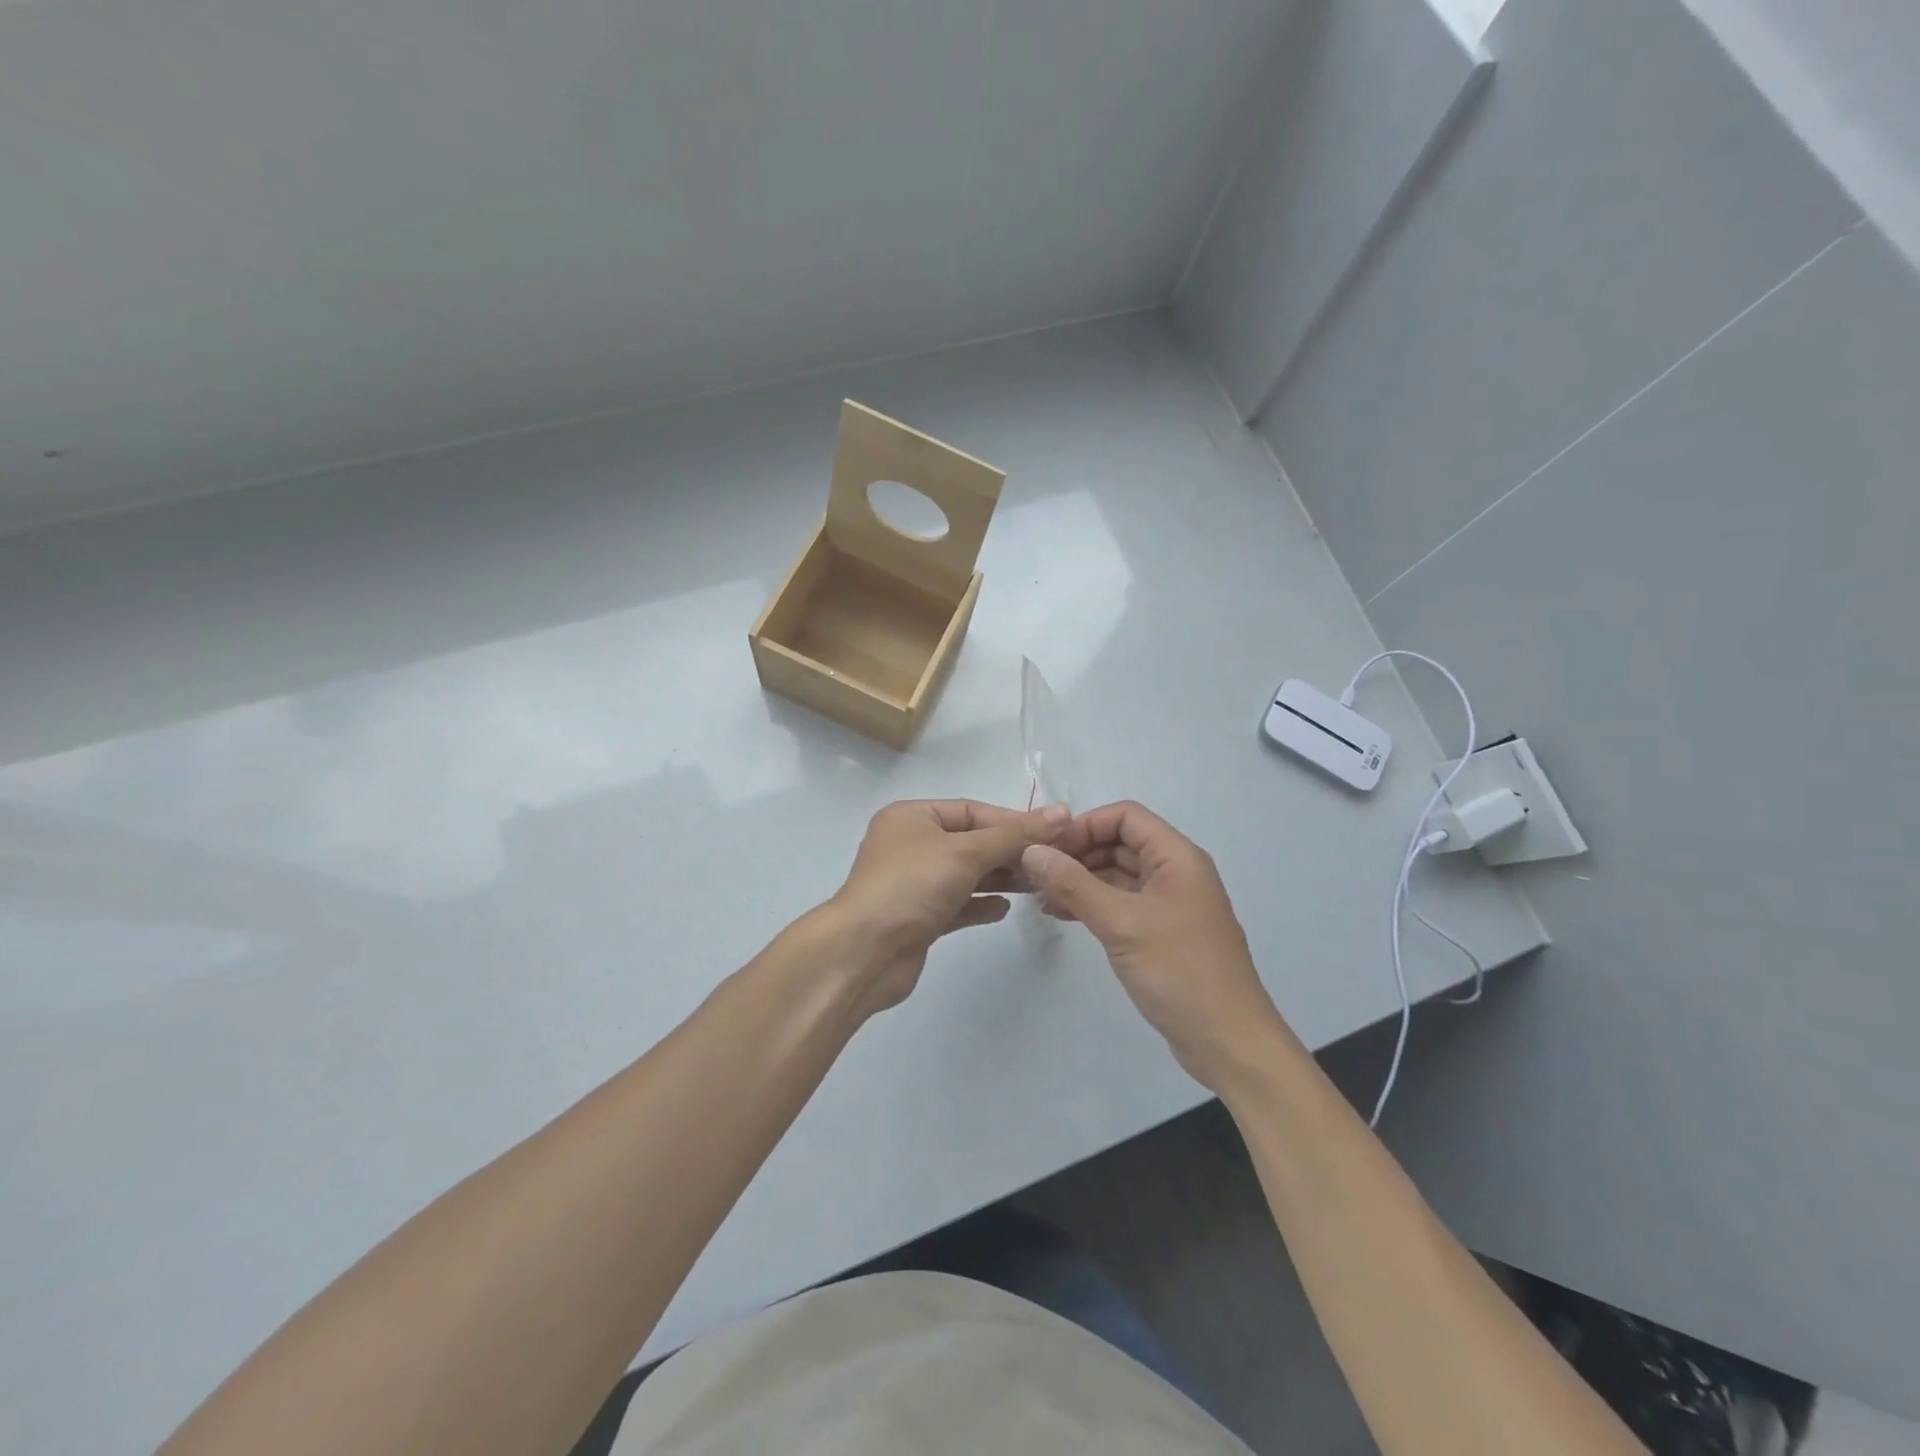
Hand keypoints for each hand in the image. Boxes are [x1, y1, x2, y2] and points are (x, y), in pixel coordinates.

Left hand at [824, 799, 1068, 1017]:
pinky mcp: (918, 918)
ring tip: (1037, 884)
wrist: (864, 953)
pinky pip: (957, 904)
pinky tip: (1004, 909)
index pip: (971, 810)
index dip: (1012, 821)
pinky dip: (980, 904)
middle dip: (1010, 851)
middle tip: (1051, 862)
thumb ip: (1015, 835)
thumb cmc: (911, 886)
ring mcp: (913, 883)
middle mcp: (910, 845)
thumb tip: (1062, 812)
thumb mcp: (966, 852)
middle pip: (971, 842)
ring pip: (966, 874)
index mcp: (912, 817)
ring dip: (1000, 878)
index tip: (1052, 834)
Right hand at [1020, 801, 1290, 1093]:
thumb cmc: (1180, 972)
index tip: (1048, 848)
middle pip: (1120, 843)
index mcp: (1177, 857)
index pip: (1125, 816)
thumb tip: (1032, 851)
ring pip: (1117, 874)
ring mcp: (1168, 904)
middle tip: (1035, 873)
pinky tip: (1061, 914)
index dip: (1085, 825)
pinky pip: (1121, 903)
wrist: (1228, 1042)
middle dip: (1078, 853)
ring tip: (1040, 896)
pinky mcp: (1161, 932)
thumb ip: (1074, 884)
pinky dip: (1092, 903)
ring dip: (1080, 880)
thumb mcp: (1121, 923)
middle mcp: (1175, 872)